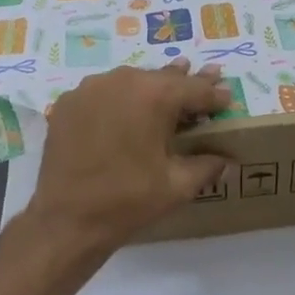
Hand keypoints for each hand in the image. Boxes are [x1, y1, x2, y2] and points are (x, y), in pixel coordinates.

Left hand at [23, 61, 232, 252]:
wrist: (66, 220)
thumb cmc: (128, 201)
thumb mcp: (178, 185)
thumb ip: (207, 166)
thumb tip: (228, 160)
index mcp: (154, 96)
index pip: (194, 89)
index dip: (214, 94)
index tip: (227, 97)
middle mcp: (122, 81)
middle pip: (162, 77)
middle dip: (186, 82)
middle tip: (207, 74)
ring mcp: (90, 88)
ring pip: (131, 80)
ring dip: (151, 86)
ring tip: (167, 86)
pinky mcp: (68, 103)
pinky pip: (103, 92)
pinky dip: (119, 98)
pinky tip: (126, 110)